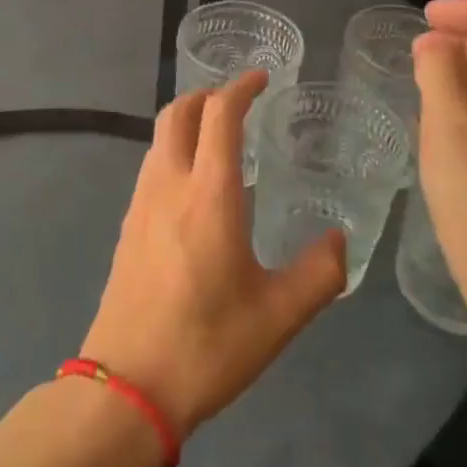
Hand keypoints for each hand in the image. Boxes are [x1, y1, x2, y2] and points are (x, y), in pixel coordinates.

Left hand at [79, 72, 346, 438]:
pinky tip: (194, 187)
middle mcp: (169, 184)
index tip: (261, 79)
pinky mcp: (127, 227)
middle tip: (238, 101)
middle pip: (178, 113)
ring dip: (187, 122)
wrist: (126, 387)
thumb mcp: (279, 316)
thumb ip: (319, 273)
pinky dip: (174, 152)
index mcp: (209, 193)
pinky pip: (152, 167)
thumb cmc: (207, 345)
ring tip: (219, 139)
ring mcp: (141, 204)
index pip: (219, 115)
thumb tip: (340, 240)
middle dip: (207, 94)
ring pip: (160, 138)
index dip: (240, 87)